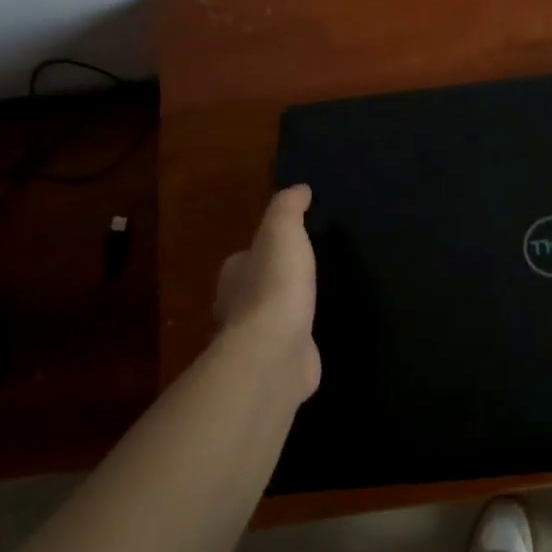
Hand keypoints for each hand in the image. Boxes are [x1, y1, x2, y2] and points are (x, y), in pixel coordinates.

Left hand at [214, 184, 319, 400]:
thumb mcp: (283, 232)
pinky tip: (316, 335)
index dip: (262, 250)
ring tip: (314, 303)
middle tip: (304, 275)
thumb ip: (288, 208)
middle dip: (272, 283)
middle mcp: (237, 307)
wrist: (275, 350)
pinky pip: (288, 345)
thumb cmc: (275, 285)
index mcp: (235, 274)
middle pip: (253, 289)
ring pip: (270, 319)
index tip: (286, 246)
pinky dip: (298, 340)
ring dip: (285, 313)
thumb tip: (299, 188)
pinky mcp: (275, 363)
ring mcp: (256, 339)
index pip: (244, 258)